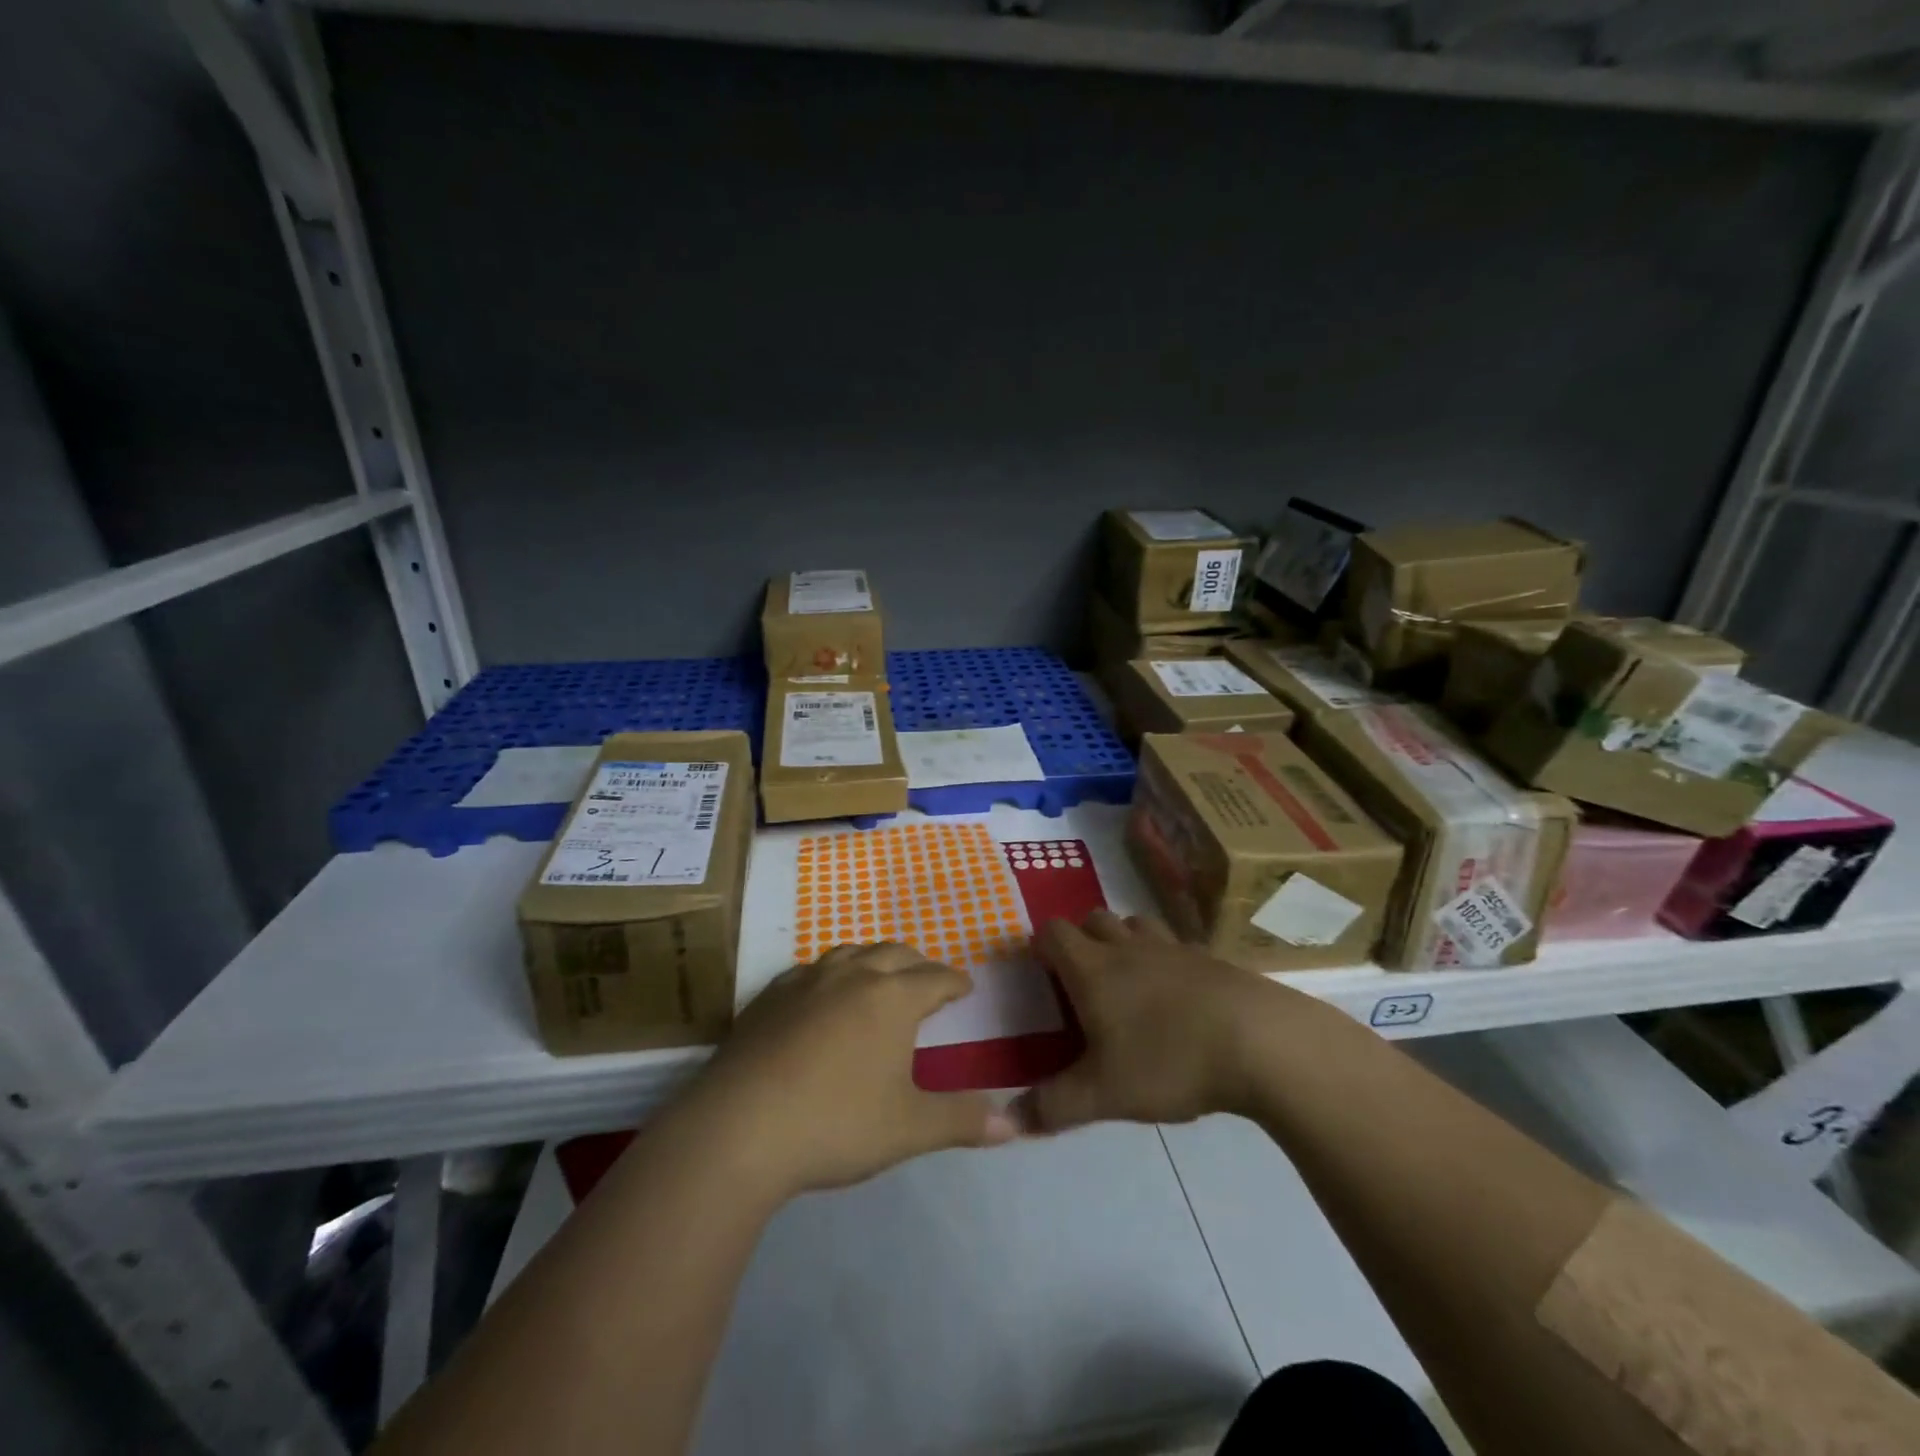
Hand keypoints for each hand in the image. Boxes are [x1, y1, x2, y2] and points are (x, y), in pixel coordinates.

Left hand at [685, 943, 1018, 1198]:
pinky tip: (823, 996)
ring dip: (875, 961)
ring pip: (851, 953)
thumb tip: (1015, 1126)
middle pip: (896, 954)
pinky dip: (832, 974)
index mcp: (893, 997)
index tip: (965, 987)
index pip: (936, 978)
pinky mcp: (770, 994)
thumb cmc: (836, 1123)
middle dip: (918, 964)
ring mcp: (807, 980)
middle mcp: (853, 975)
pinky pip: (812, 969)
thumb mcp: (909, 1128)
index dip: (954, 982)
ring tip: (880, 980)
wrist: (740, 1127)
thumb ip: (963, 1121)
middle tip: (928, 982)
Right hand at [1017, 910, 1310, 1132]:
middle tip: (1083, 980)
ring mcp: (1173, 948)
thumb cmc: (1168, 1060)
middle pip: (1094, 918)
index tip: (1041, 971)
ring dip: (1125, 940)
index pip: (1054, 933)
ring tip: (1128, 978)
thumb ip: (1052, 1107)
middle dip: (1082, 939)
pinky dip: (1167, 958)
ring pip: (1137, 924)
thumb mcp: (1103, 1094)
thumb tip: (1002, 1124)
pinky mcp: (1211, 959)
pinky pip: (1178, 945)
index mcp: (1093, 968)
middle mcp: (1129, 947)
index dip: (1042, 945)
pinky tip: (1178, 995)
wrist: (1260, 1041)